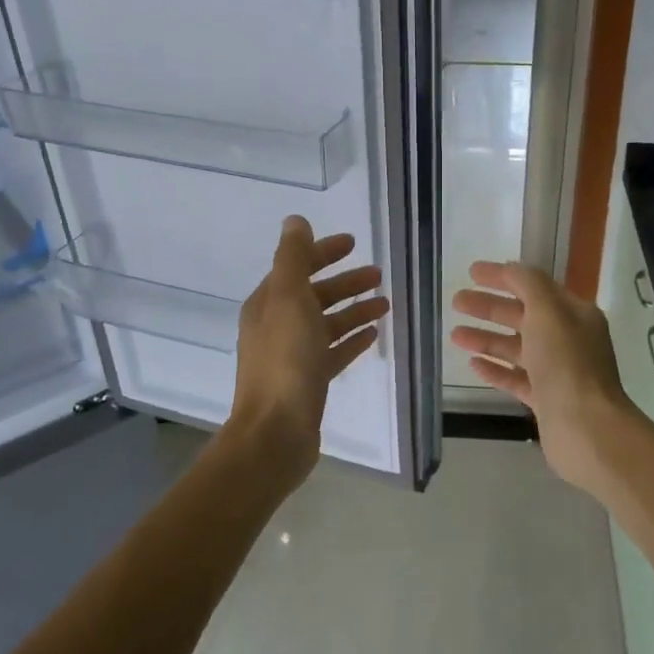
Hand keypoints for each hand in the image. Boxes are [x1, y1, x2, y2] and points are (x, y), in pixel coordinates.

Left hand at [230, 216, 388, 473]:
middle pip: (315, 295)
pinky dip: (351, 340)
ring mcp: (293, 356)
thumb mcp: (289, 300)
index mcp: (268, 304)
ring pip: (327, 324)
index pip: (297, 267)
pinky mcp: (308, 381)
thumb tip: (295, 221)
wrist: (275, 432)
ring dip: (354, 310)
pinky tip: (373, 335)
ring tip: (385, 304)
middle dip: (345, 282)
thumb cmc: (285, 361)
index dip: (323, 252)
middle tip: (378, 275)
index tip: (353, 243)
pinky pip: (333, 352)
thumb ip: (293, 258)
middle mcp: (277, 326)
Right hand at [450, 260, 635, 489]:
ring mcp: (558, 372)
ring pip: (517, 348)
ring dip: (487, 338)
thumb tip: (511, 268)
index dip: (503, 277)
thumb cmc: (566, 363)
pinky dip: (496, 369)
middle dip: (489, 307)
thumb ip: (528, 284)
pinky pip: (517, 378)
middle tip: (456, 301)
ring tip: (454, 335)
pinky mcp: (546, 400)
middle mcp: (568, 339)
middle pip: (523, 316)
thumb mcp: (547, 312)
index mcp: (574, 314)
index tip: (472, 272)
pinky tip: (473, 364)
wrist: (586, 429)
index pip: (534, 286)